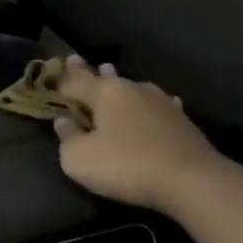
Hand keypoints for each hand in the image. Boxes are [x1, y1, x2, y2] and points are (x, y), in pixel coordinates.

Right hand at [52, 57, 226, 212]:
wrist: (193, 182)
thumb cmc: (127, 166)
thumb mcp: (80, 158)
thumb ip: (67, 137)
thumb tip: (63, 122)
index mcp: (105, 93)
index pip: (74, 80)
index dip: (59, 76)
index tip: (50, 65)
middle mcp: (132, 89)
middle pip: (104, 78)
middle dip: (88, 71)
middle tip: (76, 60)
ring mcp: (161, 102)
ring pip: (132, 88)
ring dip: (118, 83)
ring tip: (110, 72)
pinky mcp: (182, 121)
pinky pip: (158, 104)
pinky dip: (148, 103)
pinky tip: (156, 101)